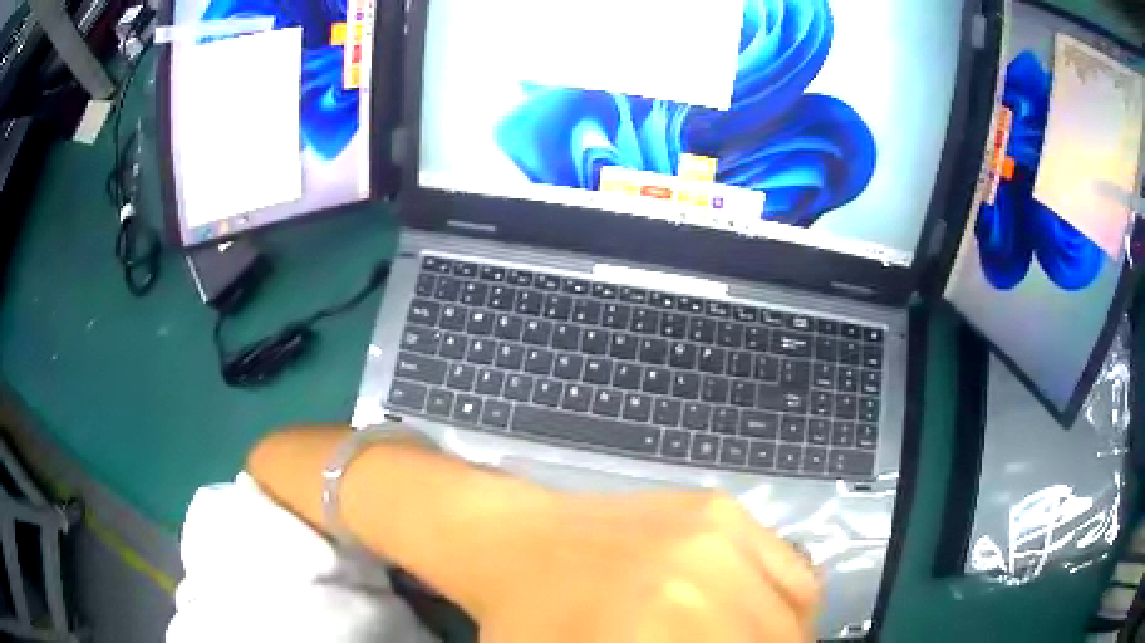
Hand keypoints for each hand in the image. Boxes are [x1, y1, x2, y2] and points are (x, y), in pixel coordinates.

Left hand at [466, 491, 819, 642]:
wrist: (513, 541)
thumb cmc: (531, 622)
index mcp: (667, 623)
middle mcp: (707, 572)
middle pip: (776, 636)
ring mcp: (719, 529)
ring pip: (797, 604)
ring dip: (787, 636)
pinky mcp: (721, 507)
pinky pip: (789, 563)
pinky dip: (791, 600)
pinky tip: (766, 616)